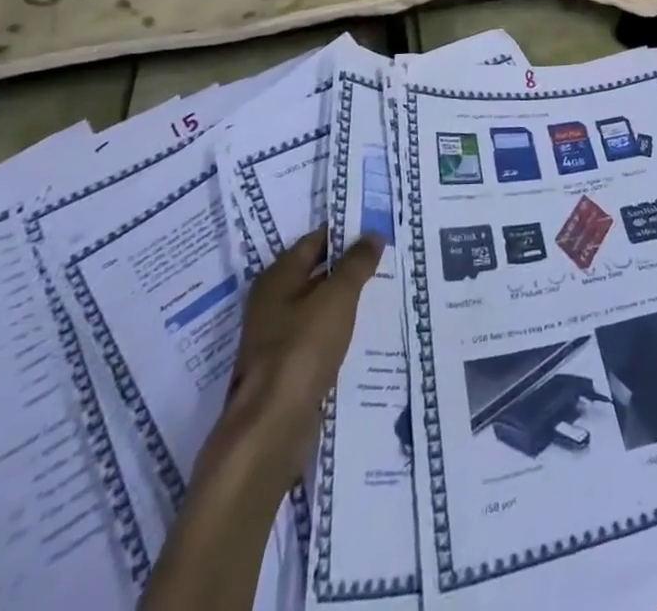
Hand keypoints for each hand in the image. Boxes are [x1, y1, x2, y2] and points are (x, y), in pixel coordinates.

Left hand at [196, 227, 383, 495]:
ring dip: (343, 298)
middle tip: (385, 257)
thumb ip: (356, 263)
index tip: (375, 230)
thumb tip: (372, 234)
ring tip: (380, 290)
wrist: (271, 426)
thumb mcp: (337, 296)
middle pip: (314, 271)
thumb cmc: (302, 348)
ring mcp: (275, 336)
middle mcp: (271, 301)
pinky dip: (337, 328)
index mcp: (277, 277)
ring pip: (316, 305)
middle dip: (347, 265)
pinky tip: (361, 331)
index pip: (314, 240)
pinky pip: (316, 334)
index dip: (344, 233)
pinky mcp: (285, 367)